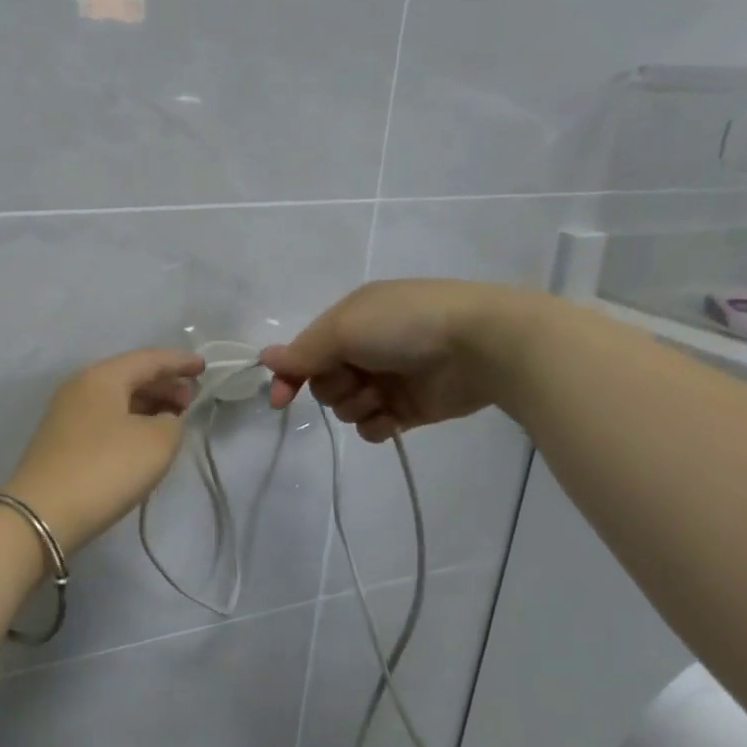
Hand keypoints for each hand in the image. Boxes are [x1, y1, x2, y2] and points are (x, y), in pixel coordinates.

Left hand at [3, 349, 204, 550]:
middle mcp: (79, 387)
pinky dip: (129, 421)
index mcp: (101, 377)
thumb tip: (162, 420)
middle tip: (191, 401)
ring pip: (116, 399)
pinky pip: (104, 419)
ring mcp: (66, 415)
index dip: (179, 362)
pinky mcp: (61, 441)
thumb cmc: (105, 469)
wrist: (43, 514)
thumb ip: (172, 422)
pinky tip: (143, 438)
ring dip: (147, 404)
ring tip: (173, 420)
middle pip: (129, 376)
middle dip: (164, 384)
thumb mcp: (157, 442)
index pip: (148, 359)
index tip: (204, 368)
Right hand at [262, 280, 542, 441]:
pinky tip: (391, 419)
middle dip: (334, 387)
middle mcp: (366, 348)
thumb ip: (303, 351)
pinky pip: (374, 426)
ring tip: (382, 397)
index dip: (290, 376)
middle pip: (324, 383)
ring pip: (347, 407)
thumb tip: (265, 359)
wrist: (481, 345)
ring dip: (357, 405)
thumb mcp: (344, 328)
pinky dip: (377, 425)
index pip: (305, 352)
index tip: (280, 401)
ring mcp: (389, 379)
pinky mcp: (410, 407)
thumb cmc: (406, 326)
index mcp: (350, 320)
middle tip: (356, 379)